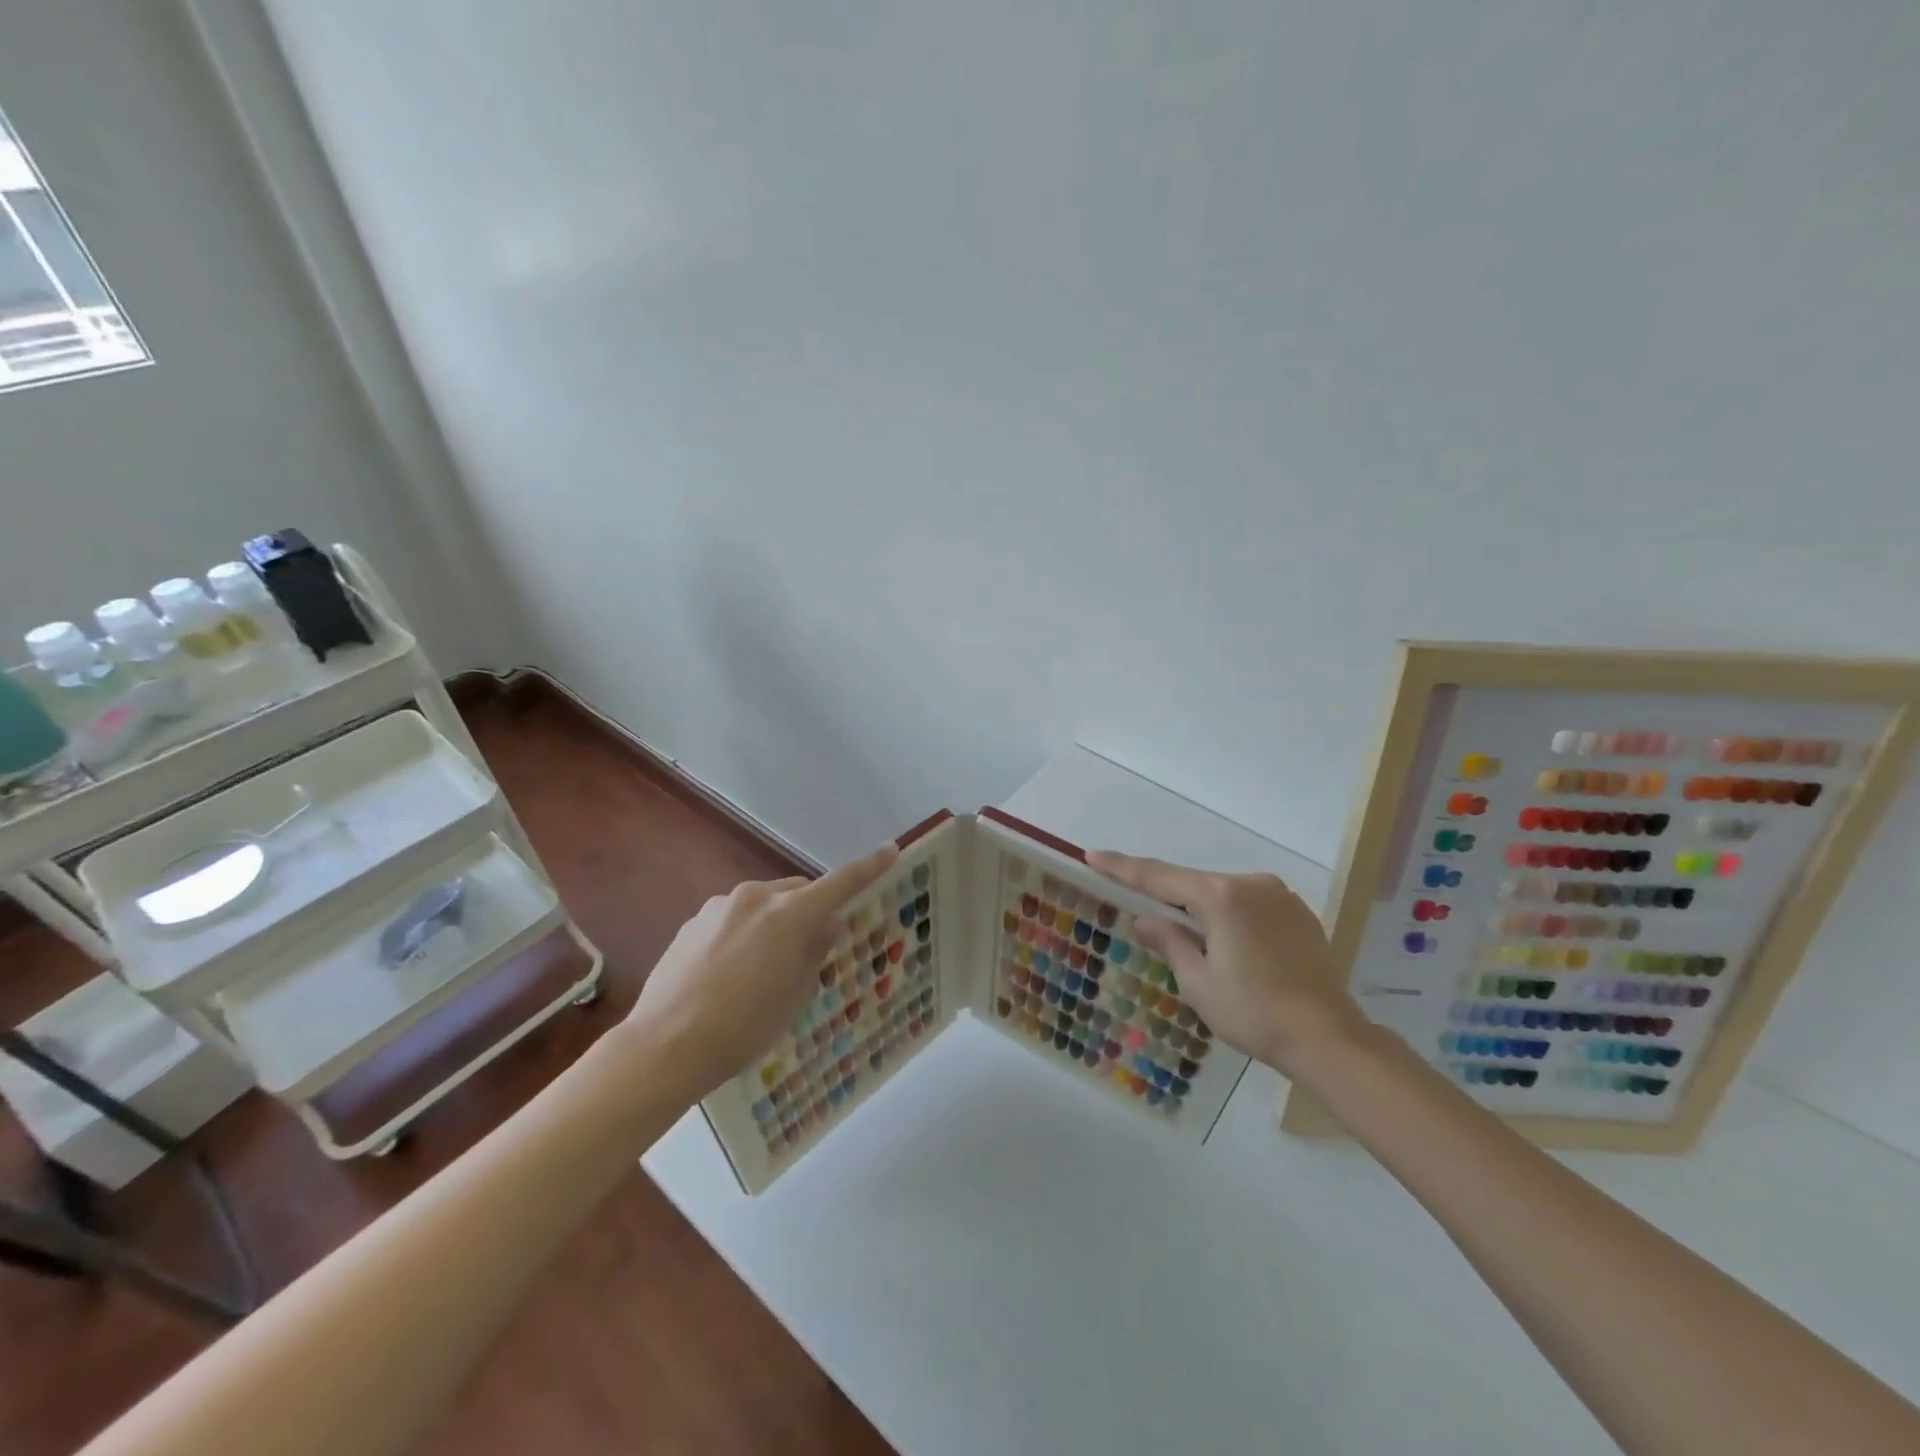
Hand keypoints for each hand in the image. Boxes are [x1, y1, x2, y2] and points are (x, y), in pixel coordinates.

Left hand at [623, 843, 900, 1100]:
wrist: (663, 1046)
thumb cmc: (743, 1028)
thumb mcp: (795, 997)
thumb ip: (816, 952)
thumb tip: (828, 925)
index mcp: (789, 915)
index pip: (840, 883)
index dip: (868, 868)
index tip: (890, 850)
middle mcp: (756, 897)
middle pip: (799, 891)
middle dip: (811, 910)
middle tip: (812, 948)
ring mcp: (720, 906)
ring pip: (765, 902)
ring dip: (776, 921)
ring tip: (762, 967)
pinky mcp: (694, 920)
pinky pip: (735, 916)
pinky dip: (746, 931)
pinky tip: (729, 970)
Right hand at [1085, 851, 1366, 1075]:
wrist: (1330, 1039)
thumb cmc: (1255, 1013)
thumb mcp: (1199, 983)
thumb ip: (1170, 942)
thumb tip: (1147, 920)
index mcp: (1220, 897)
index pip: (1159, 877)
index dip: (1123, 868)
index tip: (1093, 856)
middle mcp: (1250, 883)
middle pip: (1193, 884)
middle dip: (1166, 896)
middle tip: (1140, 911)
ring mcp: (1279, 896)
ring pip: (1223, 894)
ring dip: (1201, 910)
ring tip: (1192, 942)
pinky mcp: (1299, 913)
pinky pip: (1249, 905)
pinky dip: (1230, 917)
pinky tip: (1230, 946)